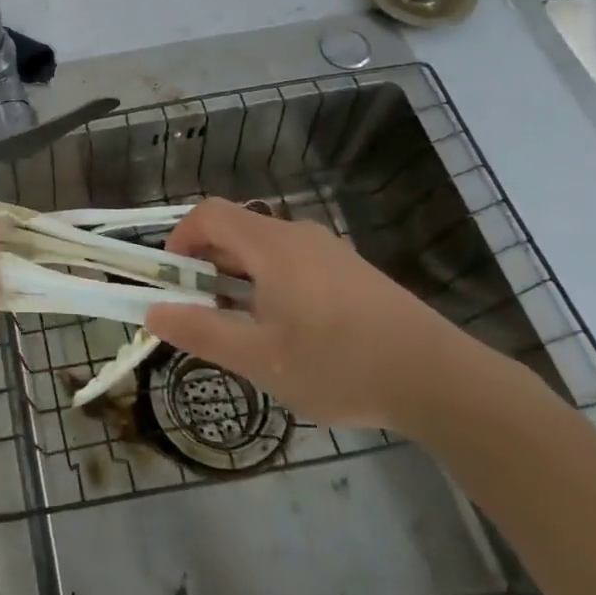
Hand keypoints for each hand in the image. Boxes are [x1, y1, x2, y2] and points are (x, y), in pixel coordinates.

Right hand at [145, 199, 505, 433]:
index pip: (208, 214)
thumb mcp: (260, 359)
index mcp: (271, 246)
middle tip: (203, 309)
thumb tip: (154, 312)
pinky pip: (292, 261)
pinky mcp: (350, 270)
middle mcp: (297, 235)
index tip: (173, 281)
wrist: (441, 380)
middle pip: (235, 228)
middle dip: (206, 263)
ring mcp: (328, 250)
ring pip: (264, 247)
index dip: (179, 239)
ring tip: (244, 326)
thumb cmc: (340, 365)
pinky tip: (289, 331)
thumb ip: (201, 333)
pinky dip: (269, 281)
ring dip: (238, 275)